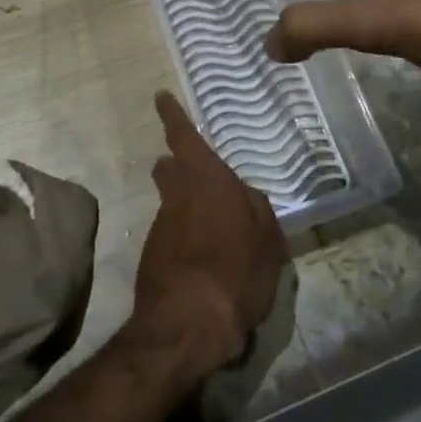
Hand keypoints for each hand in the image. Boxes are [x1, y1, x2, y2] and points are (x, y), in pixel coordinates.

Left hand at [129, 92, 288, 382]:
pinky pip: (172, 234)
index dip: (172, 115)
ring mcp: (161, 226)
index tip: (160, 96)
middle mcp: (178, 196)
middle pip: (170, 170)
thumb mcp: (268, 239)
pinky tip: (204, 263)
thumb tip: (243, 194)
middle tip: (198, 176)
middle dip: (177, 166)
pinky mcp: (152, 255)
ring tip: (215, 235)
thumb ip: (256, 208)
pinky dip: (185, 239)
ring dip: (187, 209)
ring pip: (172, 204)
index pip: (184, 138)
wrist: (186, 326)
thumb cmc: (236, 272)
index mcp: (207, 181)